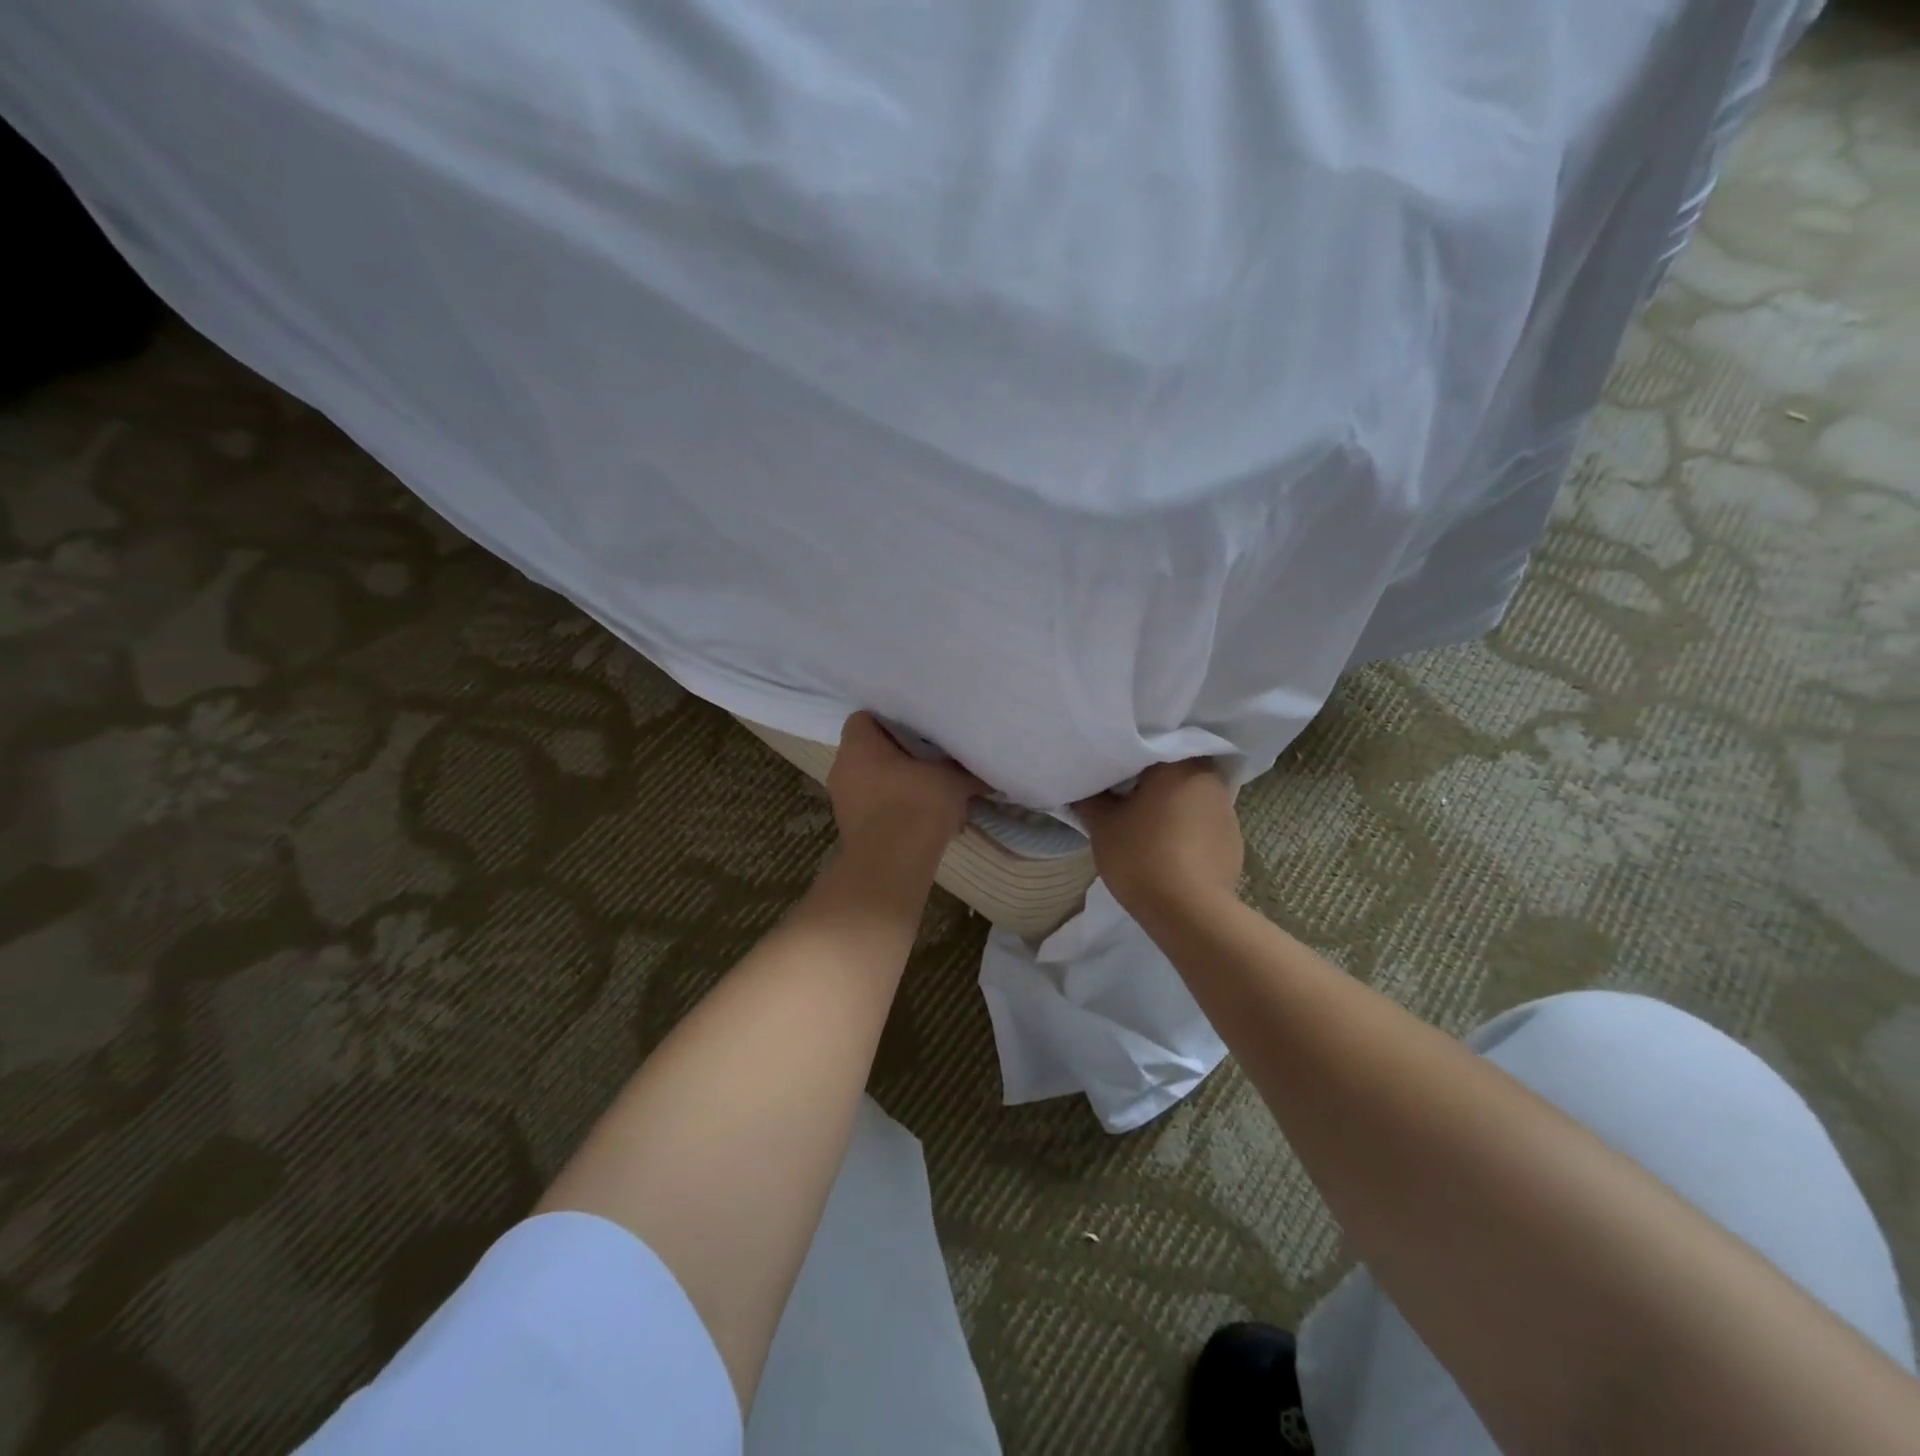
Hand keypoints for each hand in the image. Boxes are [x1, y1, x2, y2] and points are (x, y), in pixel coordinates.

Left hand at [827, 712, 984, 863]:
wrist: (892, 865)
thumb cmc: (916, 805)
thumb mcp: (951, 779)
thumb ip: (965, 770)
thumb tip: (986, 772)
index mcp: (858, 745)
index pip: (866, 718)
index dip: (893, 720)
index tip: (919, 729)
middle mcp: (842, 768)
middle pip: (870, 752)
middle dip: (898, 756)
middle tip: (930, 759)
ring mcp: (843, 802)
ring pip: (873, 782)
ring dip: (898, 786)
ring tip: (932, 792)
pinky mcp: (851, 830)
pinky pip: (875, 809)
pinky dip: (895, 810)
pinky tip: (923, 820)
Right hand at [1074, 760, 1242, 918]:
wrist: (1189, 911)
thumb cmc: (1141, 856)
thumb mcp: (1102, 826)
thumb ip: (1089, 799)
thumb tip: (1082, 786)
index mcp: (1178, 764)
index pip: (1154, 742)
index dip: (1131, 754)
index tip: (1114, 767)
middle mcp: (1209, 779)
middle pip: (1176, 768)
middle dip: (1153, 779)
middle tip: (1126, 793)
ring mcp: (1227, 811)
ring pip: (1192, 796)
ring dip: (1173, 804)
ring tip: (1148, 823)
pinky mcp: (1235, 841)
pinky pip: (1204, 823)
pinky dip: (1188, 829)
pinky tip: (1171, 849)